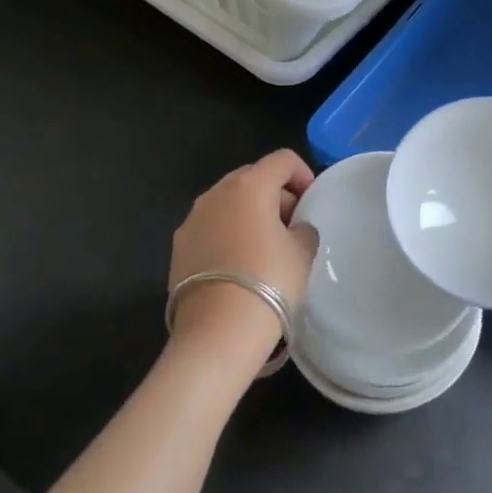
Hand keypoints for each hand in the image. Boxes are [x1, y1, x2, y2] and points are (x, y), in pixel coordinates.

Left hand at [167, 150, 317, 361]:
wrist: (219, 332)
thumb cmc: (270, 281)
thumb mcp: (303, 251)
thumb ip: (303, 228)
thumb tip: (293, 229)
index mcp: (249, 186)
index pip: (282, 160)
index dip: (303, 174)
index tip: (312, 202)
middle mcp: (215, 194)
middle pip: (251, 177)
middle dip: (275, 194)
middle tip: (292, 224)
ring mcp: (191, 221)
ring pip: (227, 203)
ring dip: (249, 214)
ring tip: (266, 246)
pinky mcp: (178, 249)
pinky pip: (210, 228)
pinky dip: (228, 235)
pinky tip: (241, 265)